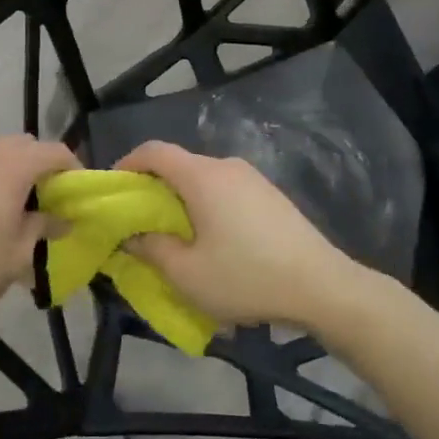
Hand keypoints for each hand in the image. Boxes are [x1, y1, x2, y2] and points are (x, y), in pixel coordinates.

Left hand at [0, 133, 78, 331]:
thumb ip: (44, 228)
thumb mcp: (18, 254)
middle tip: (48, 204)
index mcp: (12, 163)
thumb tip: (60, 219)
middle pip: (26, 147)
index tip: (79, 197)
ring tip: (16, 208)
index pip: (56, 152)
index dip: (74, 171)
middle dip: (42, 169)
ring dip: (14, 171)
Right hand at [115, 141, 363, 330]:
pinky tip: (214, 242)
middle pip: (179, 165)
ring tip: (176, 238)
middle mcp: (226, 166)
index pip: (154, 151)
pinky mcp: (271, 195)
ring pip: (203, 180)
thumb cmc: (247, 277)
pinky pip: (225, 191)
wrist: (323, 286)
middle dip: (153, 189)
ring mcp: (253, 178)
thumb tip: (131, 235)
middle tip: (140, 222)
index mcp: (202, 176)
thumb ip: (151, 249)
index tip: (114, 189)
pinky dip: (207, 206)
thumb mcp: (187, 274)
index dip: (127, 164)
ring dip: (182, 201)